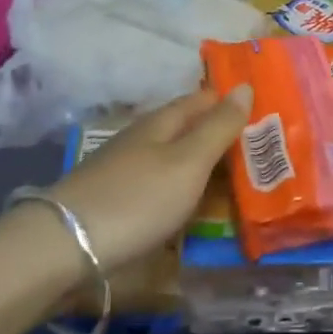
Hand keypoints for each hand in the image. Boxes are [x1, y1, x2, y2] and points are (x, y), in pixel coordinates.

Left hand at [48, 85, 252, 272]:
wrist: (64, 248)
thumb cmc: (136, 199)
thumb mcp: (188, 162)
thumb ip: (218, 127)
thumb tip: (246, 86)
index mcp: (163, 121)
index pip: (205, 99)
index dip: (234, 102)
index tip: (269, 113)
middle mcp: (145, 138)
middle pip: (191, 130)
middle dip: (223, 137)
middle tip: (266, 154)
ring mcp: (128, 170)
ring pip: (177, 160)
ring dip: (206, 168)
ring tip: (242, 183)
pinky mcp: (118, 201)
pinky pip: (164, 187)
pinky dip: (186, 192)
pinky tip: (197, 208)